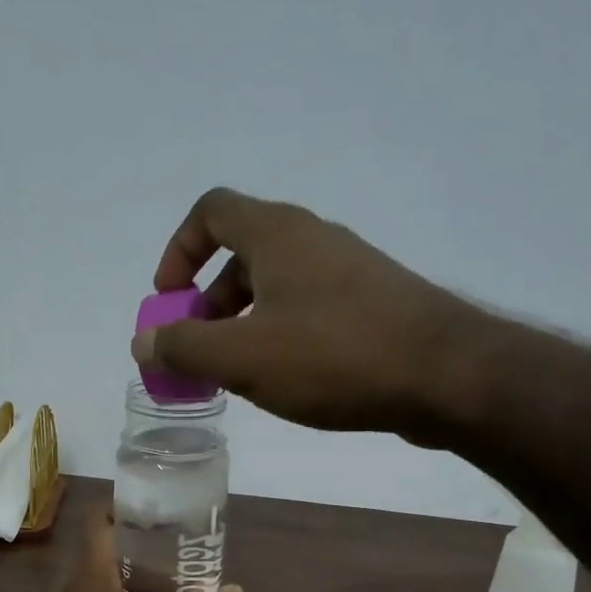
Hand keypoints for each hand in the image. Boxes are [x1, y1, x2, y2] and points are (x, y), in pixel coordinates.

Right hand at [130, 188, 474, 441]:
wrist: (447, 376)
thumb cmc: (333, 357)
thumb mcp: (243, 357)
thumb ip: (184, 346)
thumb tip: (143, 340)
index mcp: (277, 233)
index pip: (211, 211)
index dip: (178, 250)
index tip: (170, 302)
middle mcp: (313, 238)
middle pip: (242, 252)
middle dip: (209, 301)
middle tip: (201, 349)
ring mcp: (350, 269)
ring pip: (278, 284)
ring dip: (245, 321)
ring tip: (240, 374)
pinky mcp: (375, 302)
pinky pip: (311, 307)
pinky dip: (283, 333)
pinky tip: (288, 380)